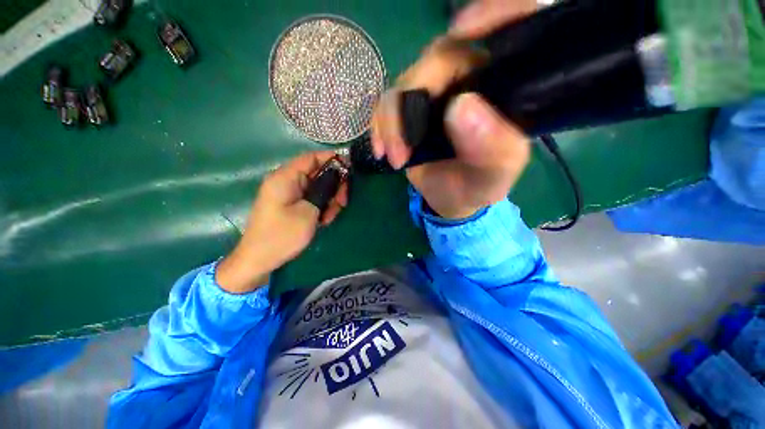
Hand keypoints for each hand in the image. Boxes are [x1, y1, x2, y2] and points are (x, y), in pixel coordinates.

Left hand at [216, 151, 347, 293]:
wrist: (259, 260)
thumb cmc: (282, 235)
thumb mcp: (309, 212)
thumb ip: (324, 190)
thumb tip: (337, 176)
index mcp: (285, 177)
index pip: (312, 157)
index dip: (332, 159)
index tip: (350, 169)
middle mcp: (286, 181)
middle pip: (317, 173)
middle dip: (334, 185)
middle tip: (343, 202)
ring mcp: (289, 193)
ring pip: (317, 187)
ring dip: (329, 199)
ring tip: (330, 216)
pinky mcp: (291, 203)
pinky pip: (311, 198)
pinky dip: (321, 206)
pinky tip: (324, 220)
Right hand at [370, 1, 536, 219]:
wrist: (452, 199)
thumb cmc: (479, 185)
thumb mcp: (495, 175)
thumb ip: (492, 147)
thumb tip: (460, 108)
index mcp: (502, 87)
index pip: (508, 28)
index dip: (492, 12)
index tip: (464, 28)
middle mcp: (469, 80)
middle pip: (438, 57)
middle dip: (412, 98)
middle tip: (403, 148)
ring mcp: (435, 93)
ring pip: (405, 82)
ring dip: (391, 122)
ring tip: (395, 158)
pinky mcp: (410, 109)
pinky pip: (387, 103)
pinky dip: (379, 125)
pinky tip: (381, 150)